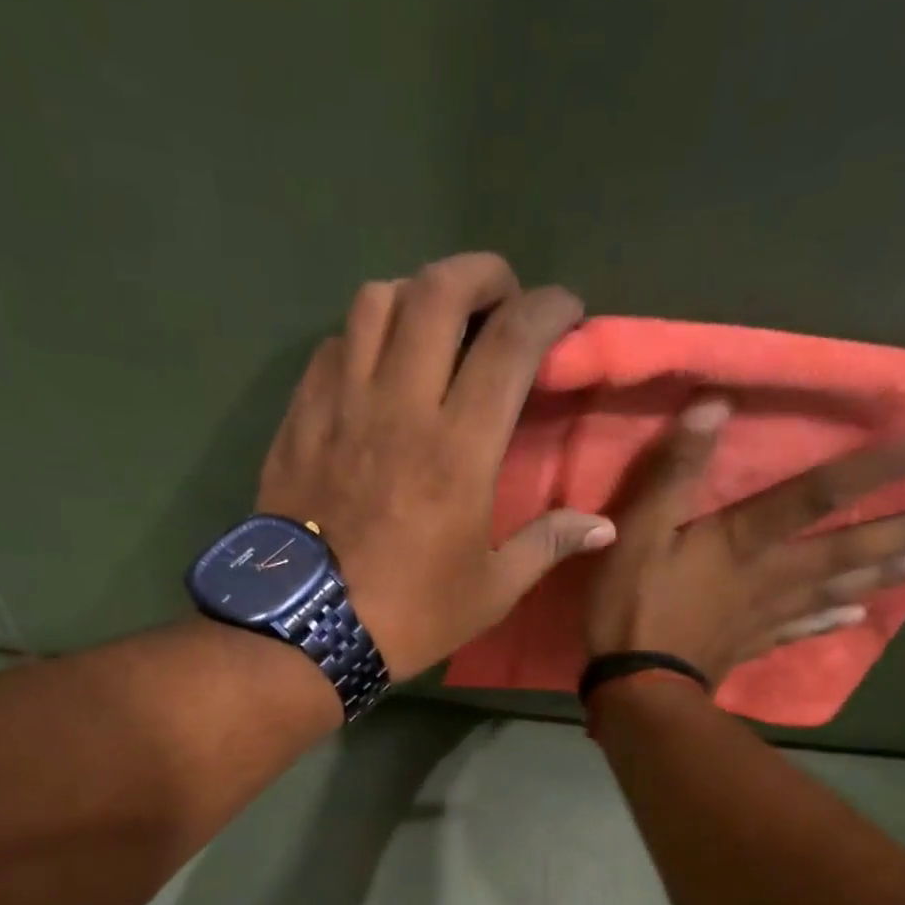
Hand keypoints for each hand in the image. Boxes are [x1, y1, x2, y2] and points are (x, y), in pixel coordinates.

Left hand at [255, 252, 615, 679]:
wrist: (303, 630)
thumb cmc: (407, 614)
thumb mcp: (489, 592)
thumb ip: (547, 545)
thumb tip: (603, 527)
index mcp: (458, 448)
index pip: (510, 342)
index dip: (547, 309)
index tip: (565, 311)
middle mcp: (400, 406)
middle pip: (438, 292)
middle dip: (480, 274)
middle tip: (500, 295)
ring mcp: (342, 405)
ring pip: (376, 302)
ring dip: (416, 294)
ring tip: (435, 323)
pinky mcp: (301, 418)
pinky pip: (333, 346)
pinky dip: (363, 335)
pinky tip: (376, 364)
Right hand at [585, 398, 904, 686]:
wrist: (634, 688)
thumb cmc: (633, 607)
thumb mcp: (639, 532)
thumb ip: (674, 473)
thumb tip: (714, 404)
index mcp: (744, 541)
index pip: (816, 495)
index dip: (875, 468)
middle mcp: (770, 575)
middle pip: (844, 550)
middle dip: (903, 530)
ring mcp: (764, 615)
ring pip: (834, 590)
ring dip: (882, 574)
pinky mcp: (751, 645)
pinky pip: (800, 630)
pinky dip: (831, 623)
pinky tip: (858, 620)